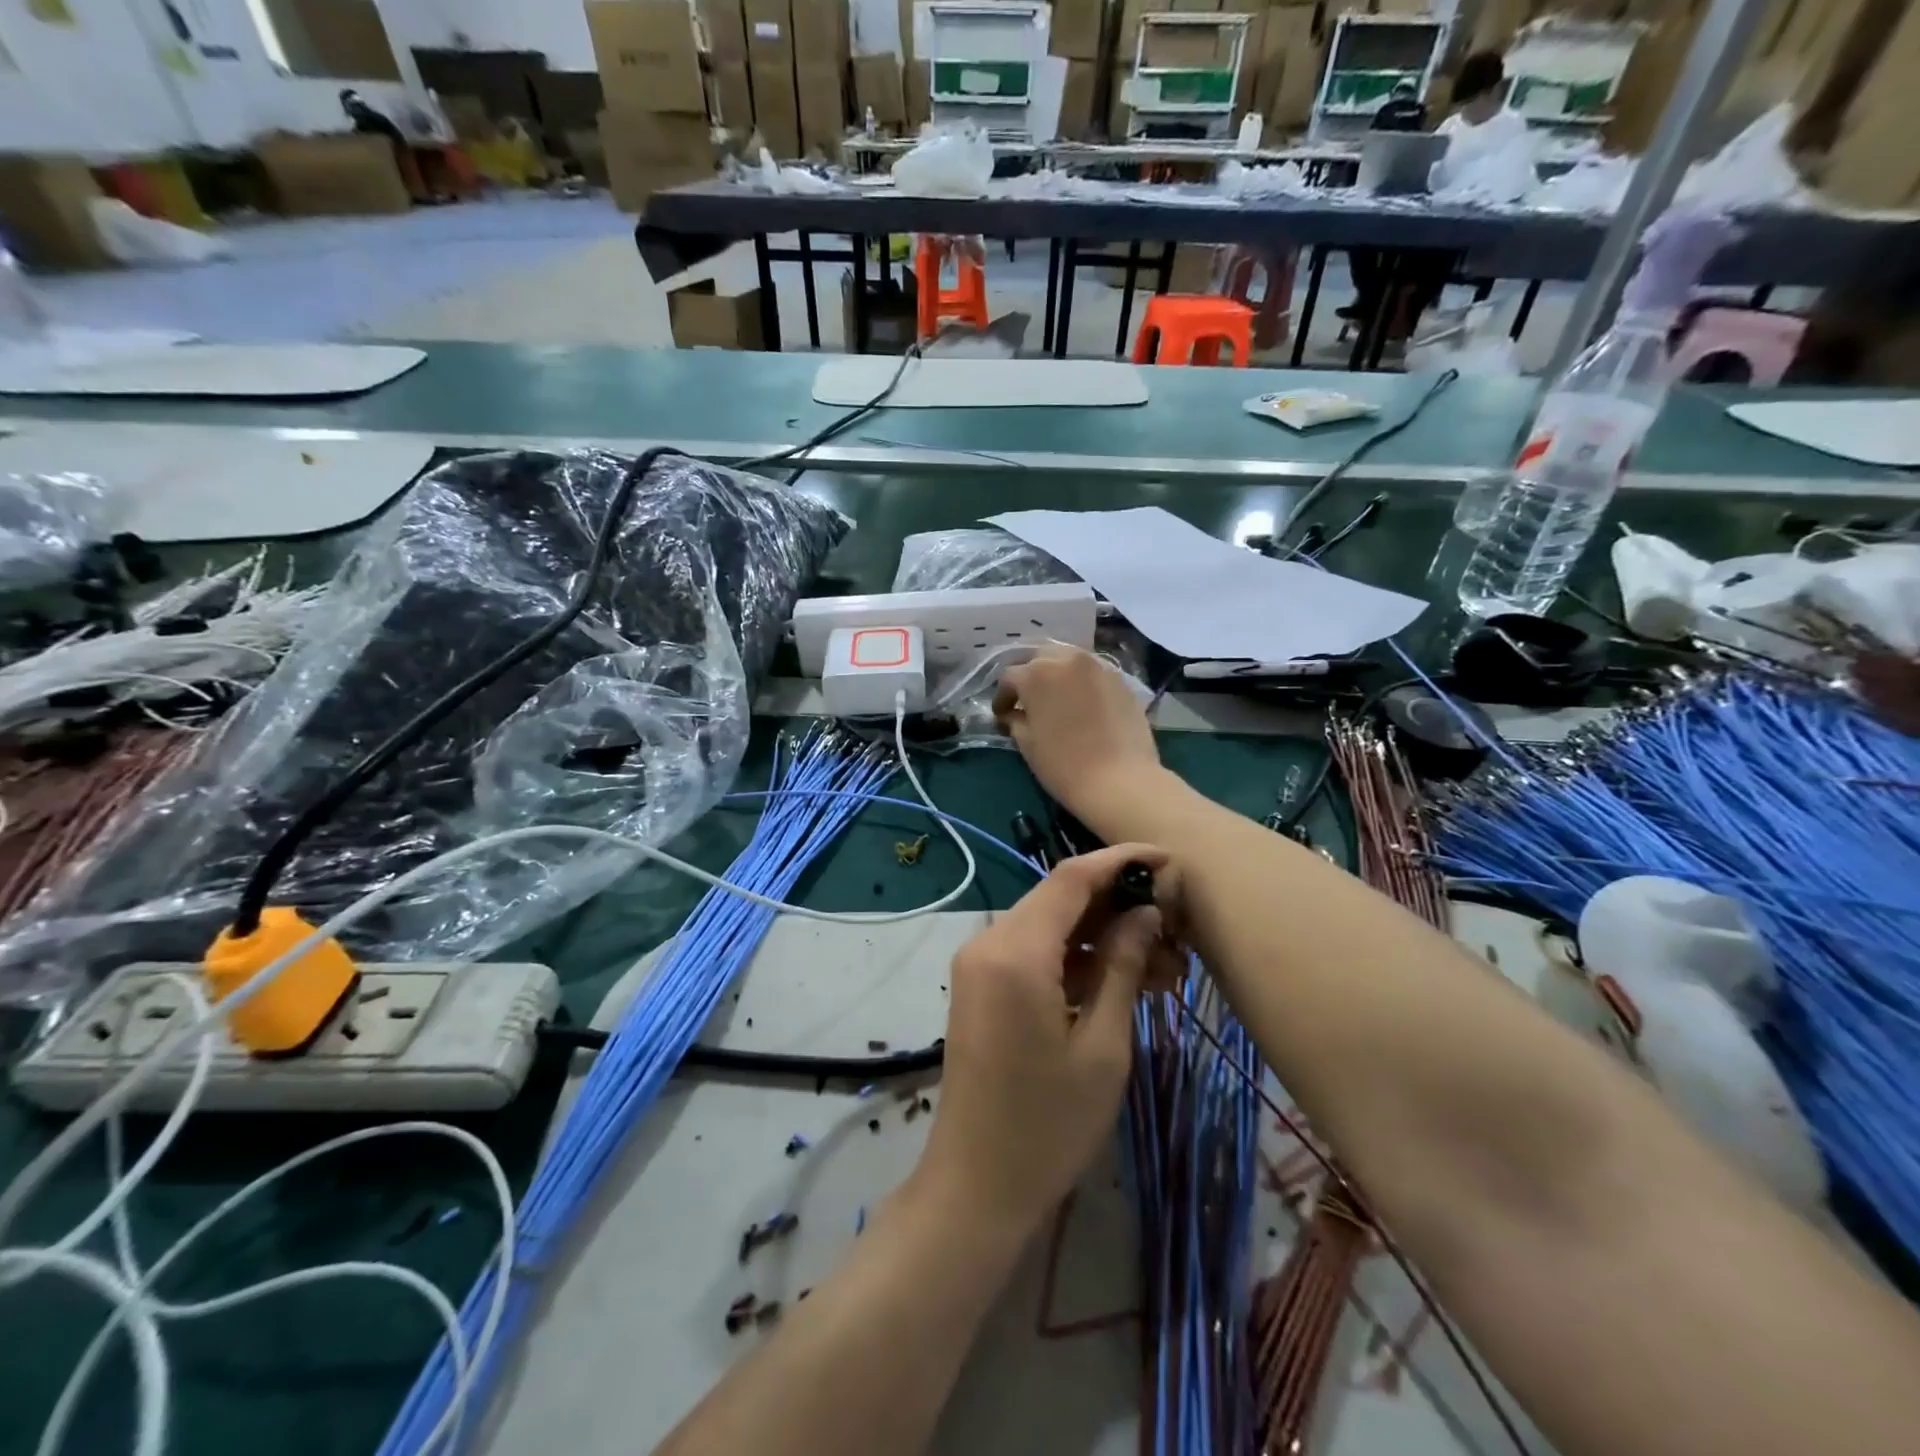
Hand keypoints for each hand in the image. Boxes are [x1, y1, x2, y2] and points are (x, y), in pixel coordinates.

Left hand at [911, 845, 1183, 1235]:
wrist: (977, 1186)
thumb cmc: (1048, 1125)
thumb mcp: (1103, 1046)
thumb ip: (1121, 965)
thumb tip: (1145, 912)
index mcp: (1015, 951)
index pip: (1072, 877)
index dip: (1122, 860)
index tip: (1168, 859)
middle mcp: (989, 942)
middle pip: (1060, 898)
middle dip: (1118, 904)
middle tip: (1175, 928)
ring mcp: (980, 963)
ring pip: (1050, 926)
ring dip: (1102, 936)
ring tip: (1163, 968)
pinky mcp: (982, 986)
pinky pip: (1034, 953)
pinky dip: (1076, 959)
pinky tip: (1122, 982)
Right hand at [993, 647, 1160, 823]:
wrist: (1120, 781)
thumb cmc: (1064, 765)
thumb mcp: (1028, 744)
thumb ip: (1015, 720)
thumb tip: (1012, 714)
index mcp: (1036, 673)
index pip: (1010, 677)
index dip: (1003, 697)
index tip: (1002, 714)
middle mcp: (1067, 659)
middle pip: (1041, 657)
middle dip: (1031, 675)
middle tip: (1028, 699)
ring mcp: (1098, 667)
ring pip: (1069, 660)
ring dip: (1058, 674)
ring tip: (1056, 699)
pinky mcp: (1121, 680)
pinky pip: (1093, 674)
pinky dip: (1082, 683)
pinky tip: (1083, 704)